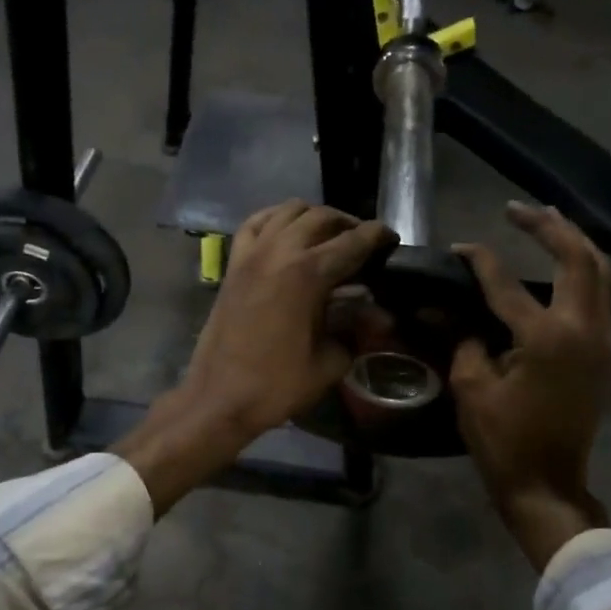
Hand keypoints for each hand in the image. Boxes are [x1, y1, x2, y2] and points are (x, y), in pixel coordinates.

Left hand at [115, 201, 392, 514]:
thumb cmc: (277, 384)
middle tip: (363, 242)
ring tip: (329, 235)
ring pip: (288, 211)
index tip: (391, 239)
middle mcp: (279, 251)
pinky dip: (275, 218)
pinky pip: (255, 223)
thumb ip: (356, 329)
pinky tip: (287, 230)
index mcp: (308, 273)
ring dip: (314, 216)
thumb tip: (379, 315)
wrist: (219, 398)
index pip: (352, 241)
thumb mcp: (330, 362)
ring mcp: (251, 254)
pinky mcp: (233, 264)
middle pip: (321, 217)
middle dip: (348, 224)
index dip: (377, 236)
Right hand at [451, 202, 610, 566]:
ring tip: (548, 220)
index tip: (458, 248)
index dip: (479, 260)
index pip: (506, 283)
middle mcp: (583, 329)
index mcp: (546, 337)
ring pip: (600, 273)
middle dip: (550, 226)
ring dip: (575, 242)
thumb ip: (463, 339)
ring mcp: (600, 340)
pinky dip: (584, 269)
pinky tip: (565, 261)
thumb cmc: (504, 440)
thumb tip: (450, 310)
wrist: (548, 484)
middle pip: (578, 259)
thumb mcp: (471, 387)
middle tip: (519, 208)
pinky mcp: (603, 352)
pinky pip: (601, 295)